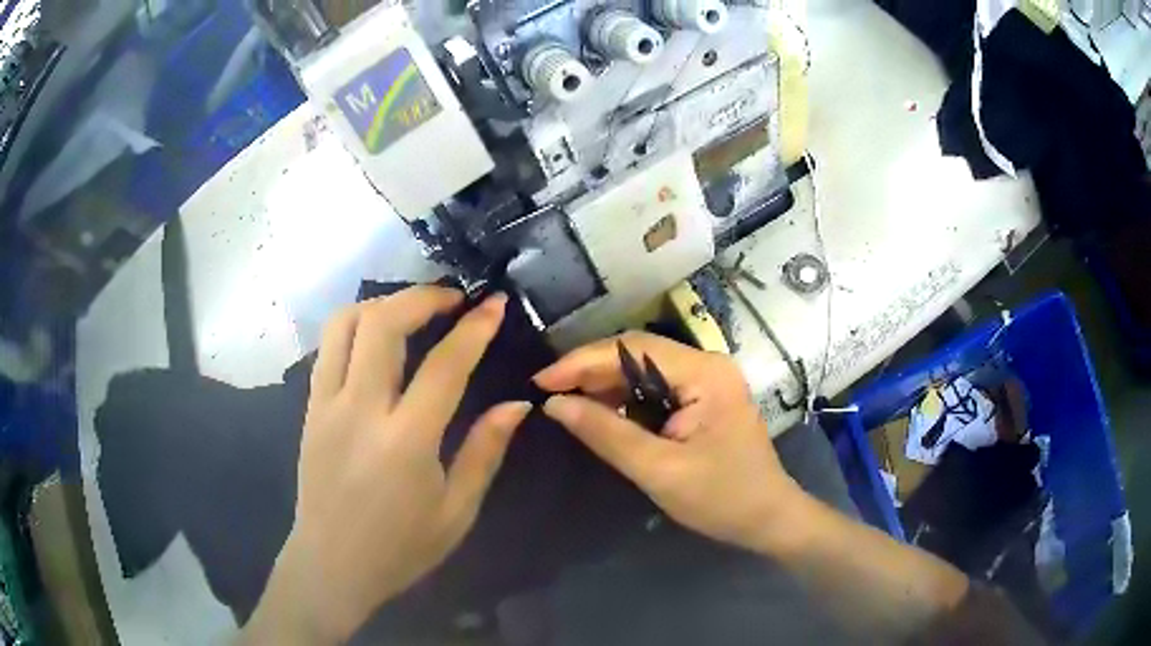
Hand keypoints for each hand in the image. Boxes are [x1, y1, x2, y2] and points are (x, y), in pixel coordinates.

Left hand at [245, 287, 529, 643]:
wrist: (331, 564)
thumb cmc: (400, 547)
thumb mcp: (457, 511)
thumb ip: (485, 452)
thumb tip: (516, 405)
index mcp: (406, 442)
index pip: (444, 365)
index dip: (475, 328)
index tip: (494, 303)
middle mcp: (360, 410)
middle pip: (383, 323)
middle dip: (422, 297)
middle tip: (453, 299)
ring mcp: (326, 405)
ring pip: (345, 324)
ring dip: (383, 304)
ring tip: (412, 311)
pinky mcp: (309, 409)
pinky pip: (328, 348)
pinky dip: (355, 326)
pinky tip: (377, 339)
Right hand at [535, 332, 804, 553]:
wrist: (768, 518)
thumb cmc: (721, 498)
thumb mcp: (659, 470)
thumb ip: (606, 434)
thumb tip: (555, 405)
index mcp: (704, 373)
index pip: (632, 349)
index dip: (582, 362)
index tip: (542, 382)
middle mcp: (707, 364)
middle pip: (637, 353)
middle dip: (591, 370)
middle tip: (549, 393)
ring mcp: (708, 379)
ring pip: (644, 368)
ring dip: (605, 383)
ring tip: (567, 403)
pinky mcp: (704, 397)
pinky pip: (656, 386)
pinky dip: (625, 398)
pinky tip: (602, 412)